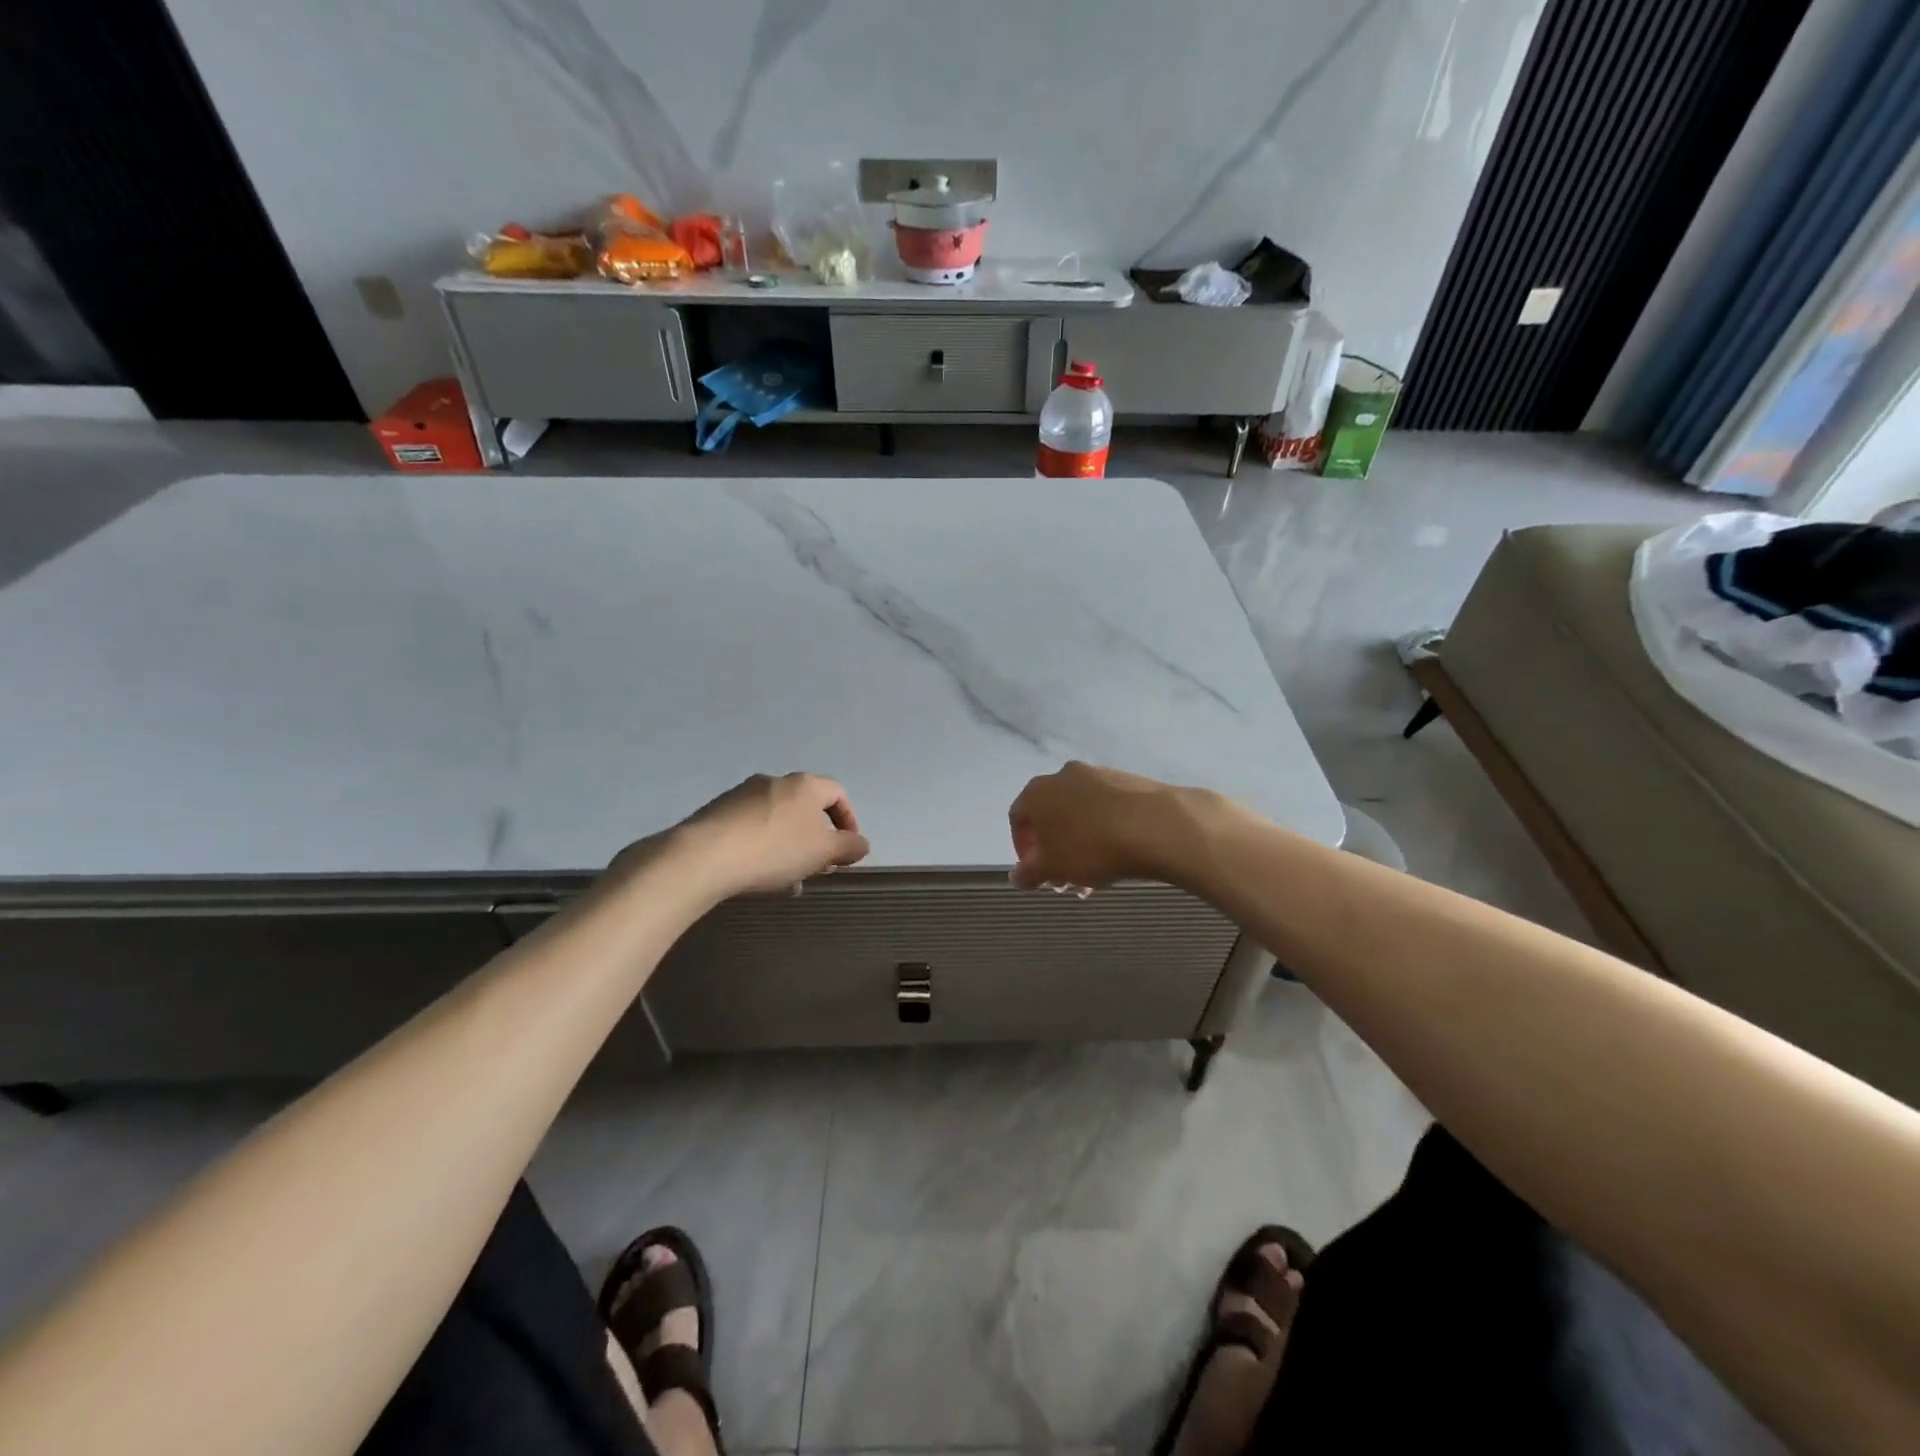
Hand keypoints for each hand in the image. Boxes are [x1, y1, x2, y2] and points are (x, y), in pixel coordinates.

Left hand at [672, 773, 870, 896]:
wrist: (703, 856)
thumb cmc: (775, 850)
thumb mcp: (822, 852)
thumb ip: (848, 847)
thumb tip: (861, 844)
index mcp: (805, 784)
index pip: (837, 794)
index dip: (848, 821)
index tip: (847, 851)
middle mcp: (774, 781)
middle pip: (806, 808)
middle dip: (816, 840)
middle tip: (817, 868)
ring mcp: (741, 795)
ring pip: (778, 821)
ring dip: (789, 848)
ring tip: (787, 881)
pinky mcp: (716, 813)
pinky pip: (751, 829)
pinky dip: (763, 849)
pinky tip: (757, 876)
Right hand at [1007, 761, 1201, 891]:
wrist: (1157, 825)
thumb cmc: (1092, 848)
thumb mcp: (1053, 869)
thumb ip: (1028, 873)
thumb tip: (1018, 875)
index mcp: (1037, 792)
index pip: (1018, 818)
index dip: (1024, 849)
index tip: (1038, 874)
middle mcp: (1064, 775)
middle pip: (1051, 816)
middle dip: (1055, 850)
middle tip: (1066, 880)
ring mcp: (1099, 774)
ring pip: (1080, 813)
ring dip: (1080, 842)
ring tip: (1096, 875)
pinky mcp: (1129, 780)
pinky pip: (1107, 808)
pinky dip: (1105, 830)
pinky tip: (1119, 855)